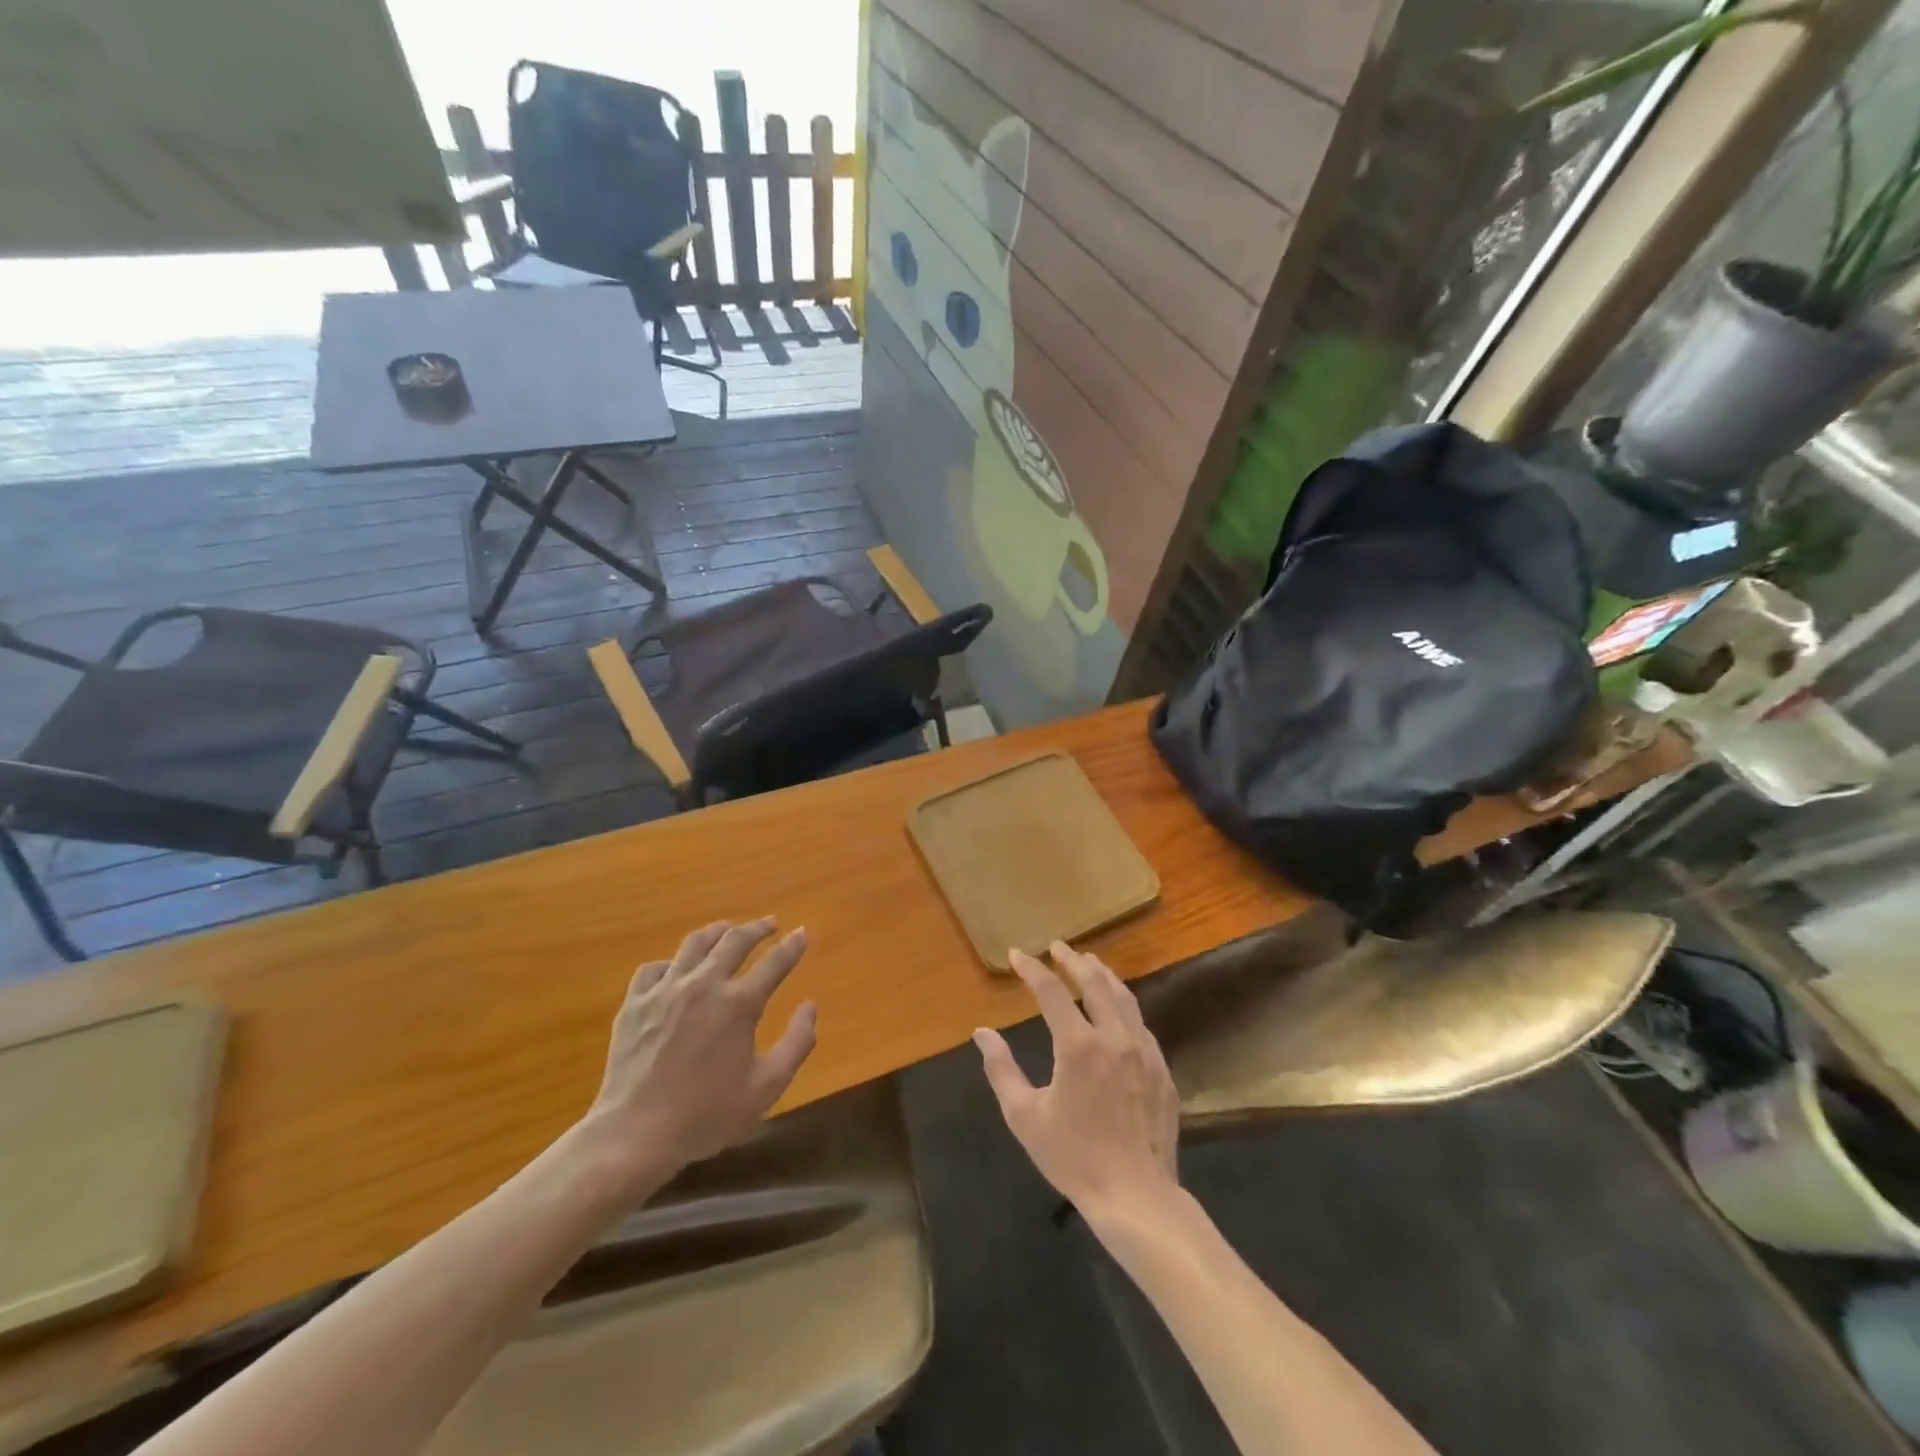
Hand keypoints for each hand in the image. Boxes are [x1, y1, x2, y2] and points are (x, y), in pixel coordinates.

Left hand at [576, 919, 816, 1200]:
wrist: (635, 1135)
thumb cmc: (707, 1115)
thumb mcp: (767, 1087)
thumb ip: (797, 1043)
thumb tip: (811, 1006)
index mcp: (739, 1004)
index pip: (774, 962)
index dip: (792, 945)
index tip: (802, 933)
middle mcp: (704, 985)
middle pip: (735, 940)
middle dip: (758, 928)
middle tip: (770, 923)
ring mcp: (665, 990)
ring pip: (695, 943)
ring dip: (717, 932)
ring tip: (728, 930)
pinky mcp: (635, 1003)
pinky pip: (654, 968)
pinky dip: (672, 963)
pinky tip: (677, 970)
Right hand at [974, 942, 1179, 1218]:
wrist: (1136, 1197)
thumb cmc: (1073, 1157)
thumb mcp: (1025, 1116)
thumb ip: (1001, 1069)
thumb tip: (982, 1033)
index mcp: (1078, 1046)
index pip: (1051, 992)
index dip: (1032, 969)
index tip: (1017, 955)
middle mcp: (1114, 1037)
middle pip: (1094, 982)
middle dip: (1073, 960)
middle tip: (1058, 947)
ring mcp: (1143, 1052)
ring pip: (1124, 998)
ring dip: (1103, 975)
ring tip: (1089, 963)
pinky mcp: (1162, 1070)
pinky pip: (1141, 1024)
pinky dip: (1124, 1005)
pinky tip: (1118, 1009)